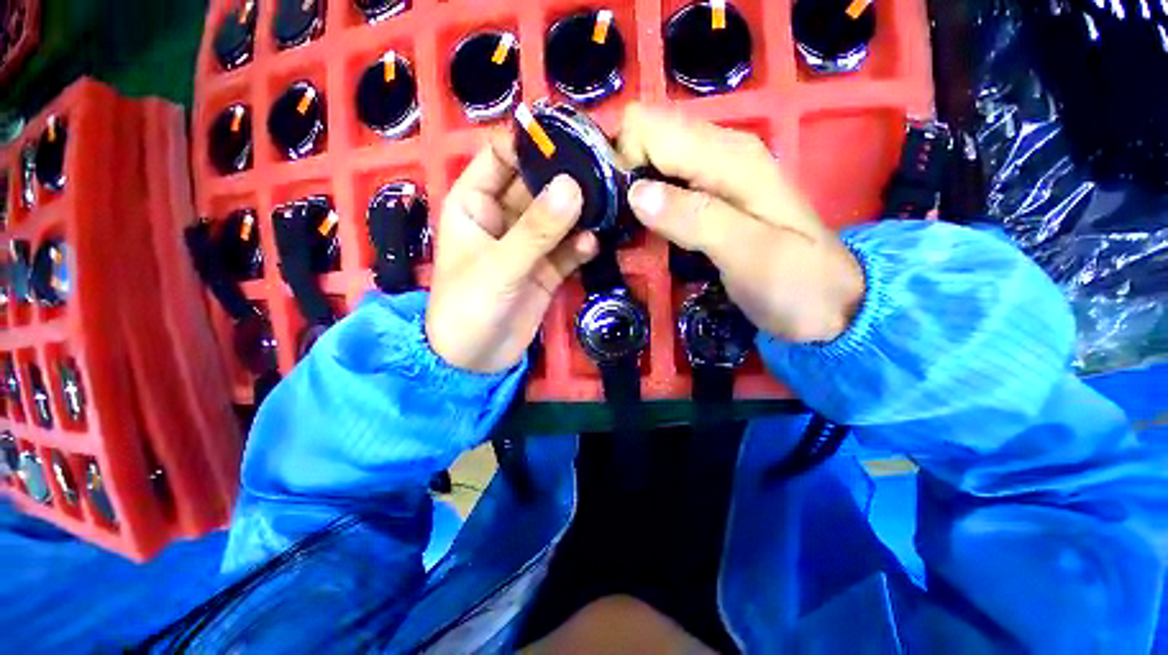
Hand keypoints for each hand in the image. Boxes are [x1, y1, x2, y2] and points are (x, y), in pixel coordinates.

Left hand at [426, 132, 598, 372]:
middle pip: (537, 185)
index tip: (570, 135)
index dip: (531, 141)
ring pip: (557, 217)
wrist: (476, 360)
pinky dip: (580, 245)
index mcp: (474, 203)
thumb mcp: (499, 267)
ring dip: (580, 212)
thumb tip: (573, 188)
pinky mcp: (547, 268)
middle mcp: (503, 217)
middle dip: (566, 178)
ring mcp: (528, 244)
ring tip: (606, 204)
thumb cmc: (468, 308)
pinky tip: (592, 245)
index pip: (501, 156)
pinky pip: (567, 249)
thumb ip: (536, 230)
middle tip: (603, 168)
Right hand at [618, 104, 864, 342]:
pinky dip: (648, 204)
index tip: (624, 211)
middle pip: (646, 137)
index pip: (648, 126)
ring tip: (634, 232)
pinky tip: (651, 232)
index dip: (625, 163)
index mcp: (728, 156)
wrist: (828, 303)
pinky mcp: (710, 197)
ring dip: (634, 192)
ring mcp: (715, 174)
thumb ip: (695, 219)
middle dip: (625, 176)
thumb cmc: (794, 283)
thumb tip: (636, 193)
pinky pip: (664, 185)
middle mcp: (720, 151)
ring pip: (652, 161)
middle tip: (626, 225)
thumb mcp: (750, 254)